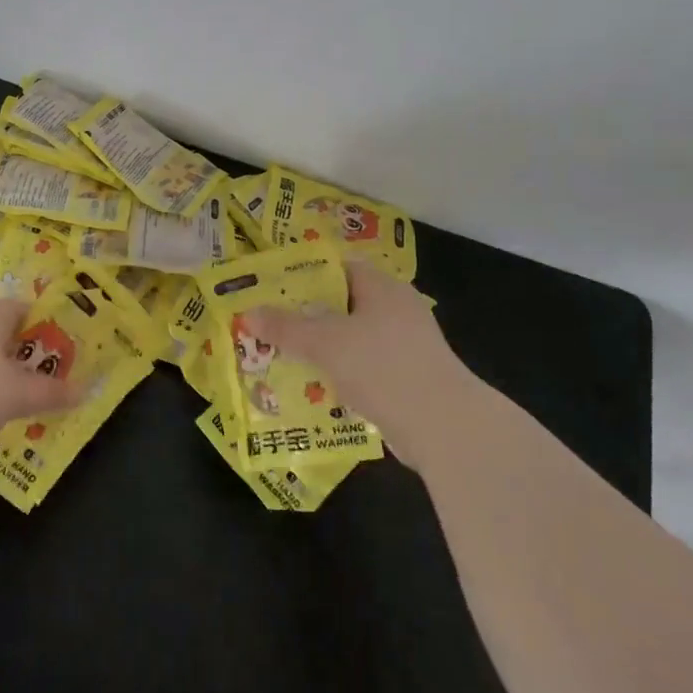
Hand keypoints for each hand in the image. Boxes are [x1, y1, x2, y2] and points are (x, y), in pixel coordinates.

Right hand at [245, 263, 474, 469]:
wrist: (445, 427)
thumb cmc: (383, 366)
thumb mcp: (325, 343)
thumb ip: (286, 327)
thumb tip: (247, 313)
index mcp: (381, 286)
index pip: (338, 265)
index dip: (304, 272)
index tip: (272, 285)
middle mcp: (396, 308)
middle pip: (343, 302)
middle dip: (307, 314)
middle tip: (270, 322)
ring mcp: (406, 344)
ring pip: (353, 337)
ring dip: (323, 347)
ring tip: (283, 354)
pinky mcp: (409, 377)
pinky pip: (366, 366)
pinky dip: (342, 372)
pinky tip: (315, 386)